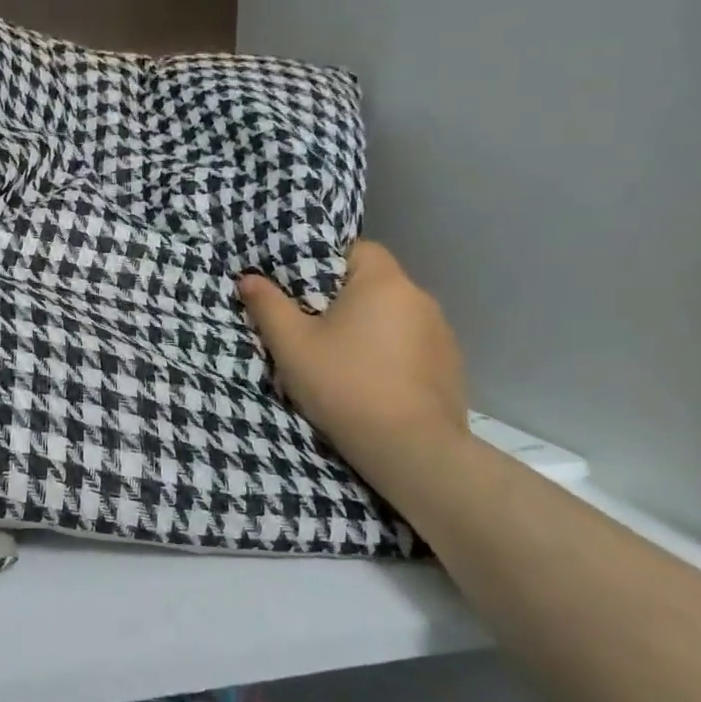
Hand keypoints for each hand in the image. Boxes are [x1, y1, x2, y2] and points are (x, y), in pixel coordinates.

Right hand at [238, 242, 467, 487]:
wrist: (412, 452)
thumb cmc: (345, 385)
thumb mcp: (291, 345)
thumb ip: (267, 305)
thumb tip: (248, 278)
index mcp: (383, 282)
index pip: (356, 249)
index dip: (326, 262)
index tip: (302, 290)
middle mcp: (419, 298)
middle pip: (374, 283)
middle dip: (344, 300)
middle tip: (312, 327)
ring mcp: (442, 335)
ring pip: (394, 317)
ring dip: (370, 329)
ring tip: (342, 359)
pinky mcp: (452, 368)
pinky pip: (413, 346)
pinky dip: (392, 355)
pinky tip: (373, 383)